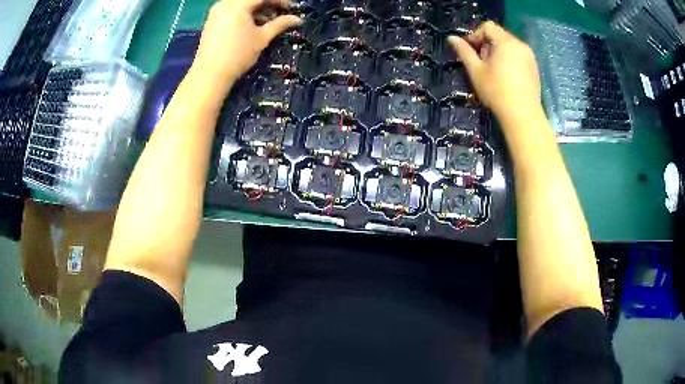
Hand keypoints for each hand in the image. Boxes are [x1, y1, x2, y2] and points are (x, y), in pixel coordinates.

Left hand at [192, 0, 301, 89]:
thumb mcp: (262, 38)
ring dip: (256, 9)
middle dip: (267, 4)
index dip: (279, 1)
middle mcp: (224, 3)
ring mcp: (216, 12)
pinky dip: (244, 13)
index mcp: (237, 4)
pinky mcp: (212, 21)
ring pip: (241, 3)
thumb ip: (280, 24)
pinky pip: (232, 10)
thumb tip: (297, 19)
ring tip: (268, 21)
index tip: (290, 8)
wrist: (209, 75)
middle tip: (280, 14)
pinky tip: (252, 24)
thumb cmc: (237, 55)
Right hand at [448, 22, 540, 122]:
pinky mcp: (534, 67)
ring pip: (509, 45)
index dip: (476, 35)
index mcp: (506, 42)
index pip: (488, 27)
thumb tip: (451, 38)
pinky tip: (505, 76)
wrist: (523, 115)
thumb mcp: (476, 71)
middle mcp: (520, 45)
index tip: (470, 50)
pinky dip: (509, 59)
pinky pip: (518, 55)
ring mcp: (530, 57)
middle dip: (487, 44)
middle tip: (481, 62)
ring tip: (493, 70)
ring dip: (497, 52)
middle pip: (499, 35)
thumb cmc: (497, 92)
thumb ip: (464, 51)